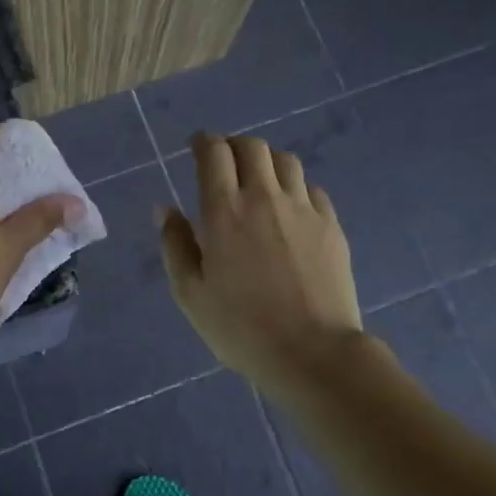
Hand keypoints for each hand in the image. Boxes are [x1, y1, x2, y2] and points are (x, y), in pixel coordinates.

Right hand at [158, 132, 363, 389]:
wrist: (313, 353)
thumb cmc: (241, 328)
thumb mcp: (190, 293)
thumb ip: (175, 245)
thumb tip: (165, 209)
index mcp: (224, 211)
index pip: (214, 153)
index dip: (203, 142)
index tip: (196, 147)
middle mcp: (264, 198)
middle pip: (252, 146)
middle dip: (234, 146)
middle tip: (224, 162)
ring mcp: (303, 209)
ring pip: (286, 161)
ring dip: (266, 162)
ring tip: (258, 180)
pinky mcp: (331, 226)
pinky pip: (312, 189)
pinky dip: (295, 188)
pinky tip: (290, 209)